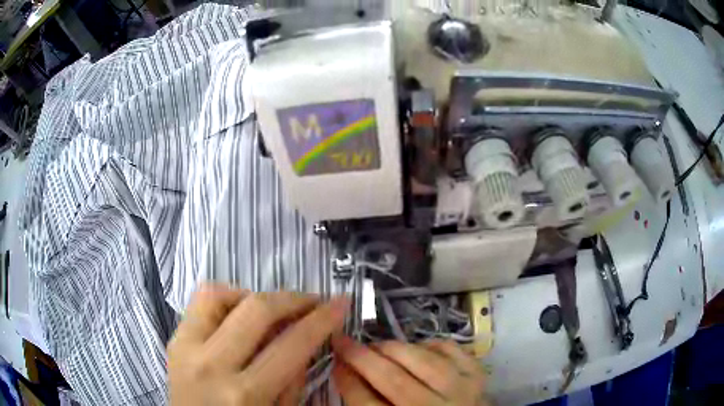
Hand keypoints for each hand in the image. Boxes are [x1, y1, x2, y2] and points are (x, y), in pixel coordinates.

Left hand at [167, 284, 348, 404]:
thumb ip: (294, 379)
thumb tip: (306, 337)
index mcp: (244, 395)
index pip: (292, 345)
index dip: (323, 319)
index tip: (341, 303)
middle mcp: (212, 365)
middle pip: (256, 309)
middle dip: (293, 299)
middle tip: (313, 301)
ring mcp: (185, 347)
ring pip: (220, 293)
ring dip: (253, 297)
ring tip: (271, 312)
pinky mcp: (173, 339)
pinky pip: (200, 301)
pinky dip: (225, 299)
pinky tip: (239, 316)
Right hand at [332, 336, 487, 405]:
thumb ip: (367, 403)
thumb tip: (347, 373)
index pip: (367, 404)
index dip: (347, 380)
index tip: (335, 362)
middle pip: (393, 380)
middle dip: (362, 358)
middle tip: (344, 342)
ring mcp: (462, 391)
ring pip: (422, 361)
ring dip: (393, 348)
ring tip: (376, 346)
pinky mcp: (477, 375)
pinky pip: (450, 350)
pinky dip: (429, 344)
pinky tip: (416, 348)